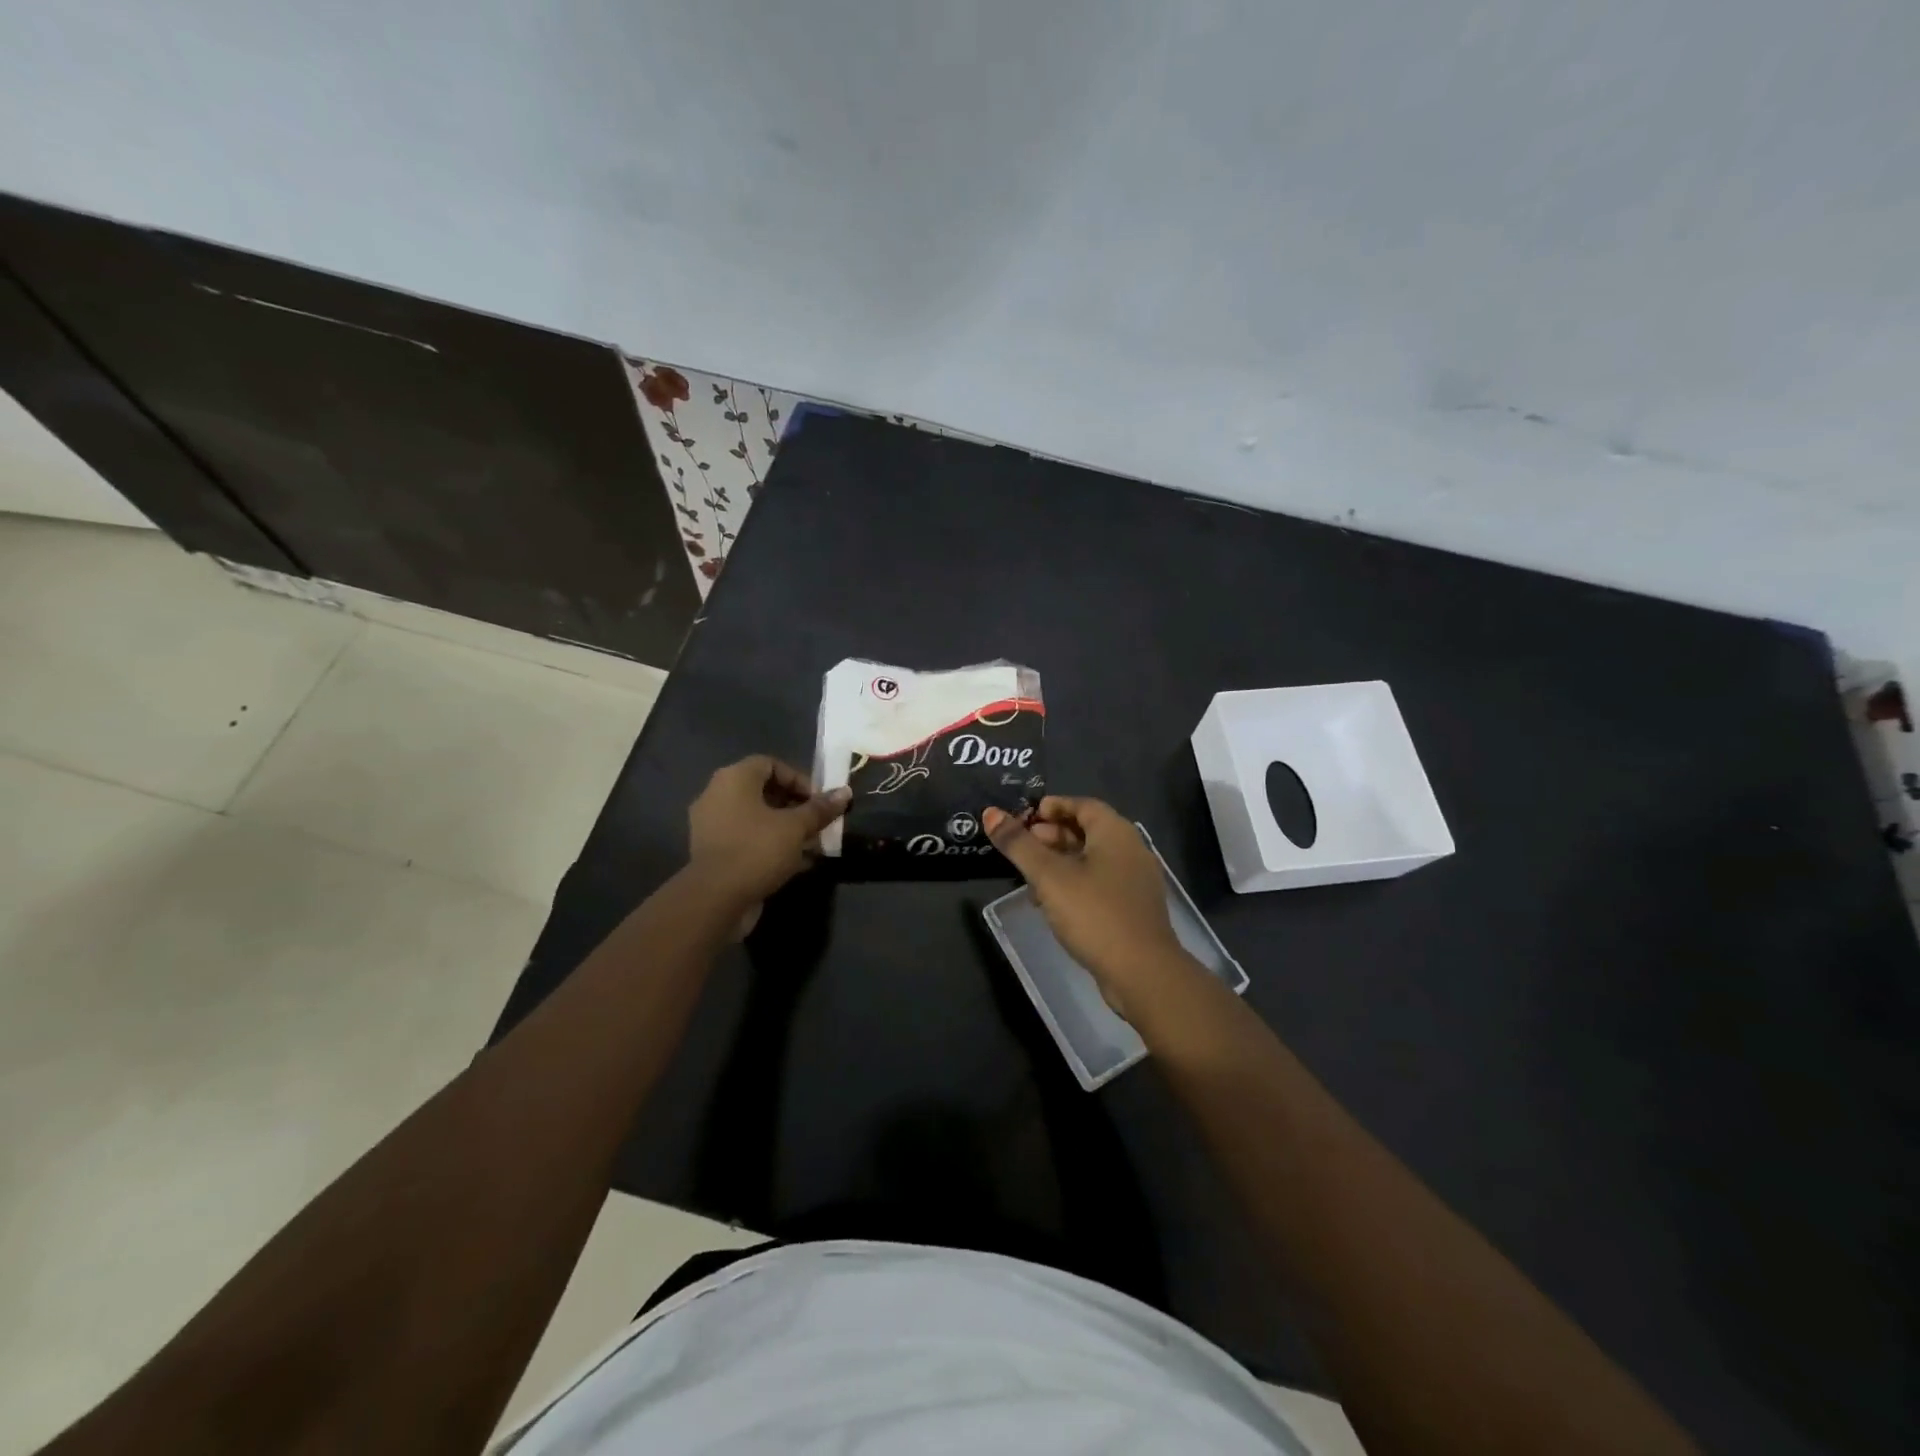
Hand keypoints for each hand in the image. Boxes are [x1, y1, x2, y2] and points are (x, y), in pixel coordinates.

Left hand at [689, 756, 849, 907]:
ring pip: (757, 818)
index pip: (771, 764)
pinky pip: (748, 839)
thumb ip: (820, 809)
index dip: (799, 779)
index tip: (819, 801)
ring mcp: (712, 825)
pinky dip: (771, 845)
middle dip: (796, 806)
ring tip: (813, 844)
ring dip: (786, 828)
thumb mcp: (796, 827)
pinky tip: (797, 863)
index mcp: (734, 779)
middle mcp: (717, 795)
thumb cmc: (757, 850)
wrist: (715, 900)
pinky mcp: (714, 852)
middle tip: (819, 823)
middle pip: (764, 791)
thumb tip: (845, 792)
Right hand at [983, 796, 1194, 1018]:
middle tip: (1022, 847)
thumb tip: (990, 813)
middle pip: (1087, 831)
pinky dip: (1075, 884)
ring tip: (1030, 878)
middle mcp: (1131, 850)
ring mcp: (1135, 881)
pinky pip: (1100, 884)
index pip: (1082, 805)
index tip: (1024, 817)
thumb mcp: (1049, 876)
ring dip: (1060, 862)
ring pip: (1092, 860)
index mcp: (1115, 832)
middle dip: (1052, 835)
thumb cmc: (1094, 913)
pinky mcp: (1133, 909)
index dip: (1052, 807)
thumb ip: (1019, 844)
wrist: (1142, 973)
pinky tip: (1052, 904)